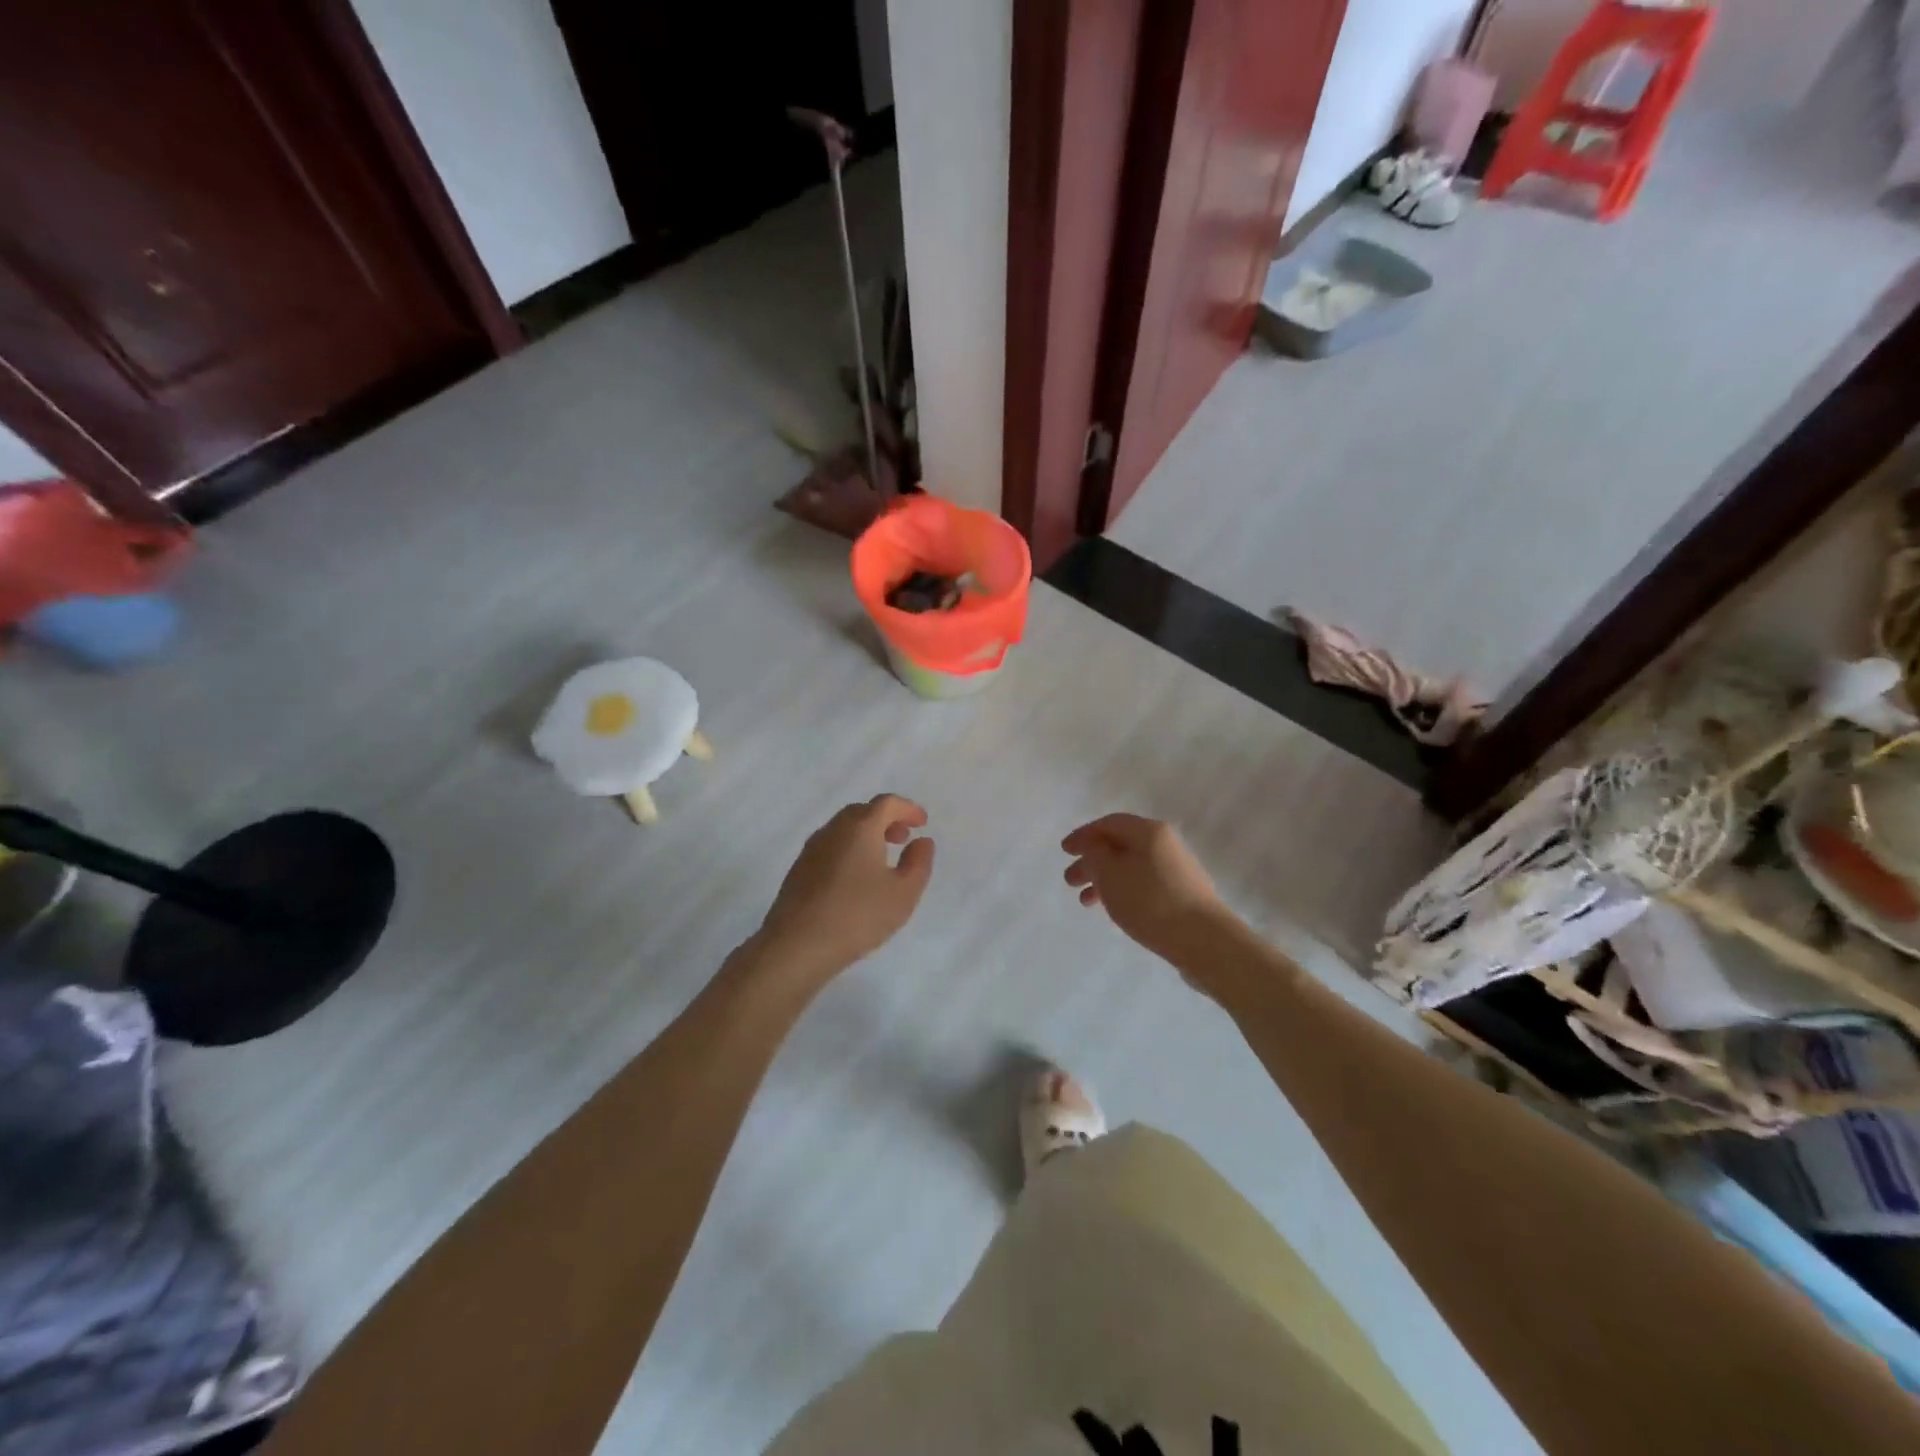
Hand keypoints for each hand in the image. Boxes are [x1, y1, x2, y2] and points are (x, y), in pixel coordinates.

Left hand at [753, 795, 935, 980]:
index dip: (908, 809)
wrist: (797, 945)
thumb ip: (918, 863)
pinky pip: (830, 847)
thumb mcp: (903, 893)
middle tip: (903, 838)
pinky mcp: (799, 869)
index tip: (922, 823)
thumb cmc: (857, 915)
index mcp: (860, 828)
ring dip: (866, 835)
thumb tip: (922, 841)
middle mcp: (833, 830)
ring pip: (843, 829)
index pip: (887, 803)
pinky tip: (855, 878)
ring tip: (881, 859)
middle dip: (886, 820)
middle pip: (862, 812)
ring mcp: (812, 849)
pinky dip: (849, 849)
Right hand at [1061, 814, 1230, 964]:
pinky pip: (1144, 883)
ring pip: (1131, 867)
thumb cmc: (1150, 902)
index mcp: (1149, 831)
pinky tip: (1116, 909)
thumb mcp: (1110, 874)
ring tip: (1087, 902)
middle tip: (1070, 880)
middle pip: (1120, 845)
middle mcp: (1166, 843)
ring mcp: (1178, 869)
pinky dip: (1124, 891)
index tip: (1064, 851)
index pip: (1109, 823)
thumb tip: (1093, 845)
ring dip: (1105, 880)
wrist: (1205, 941)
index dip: (1083, 835)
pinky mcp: (1183, 894)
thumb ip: (1094, 854)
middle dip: (1092, 861)